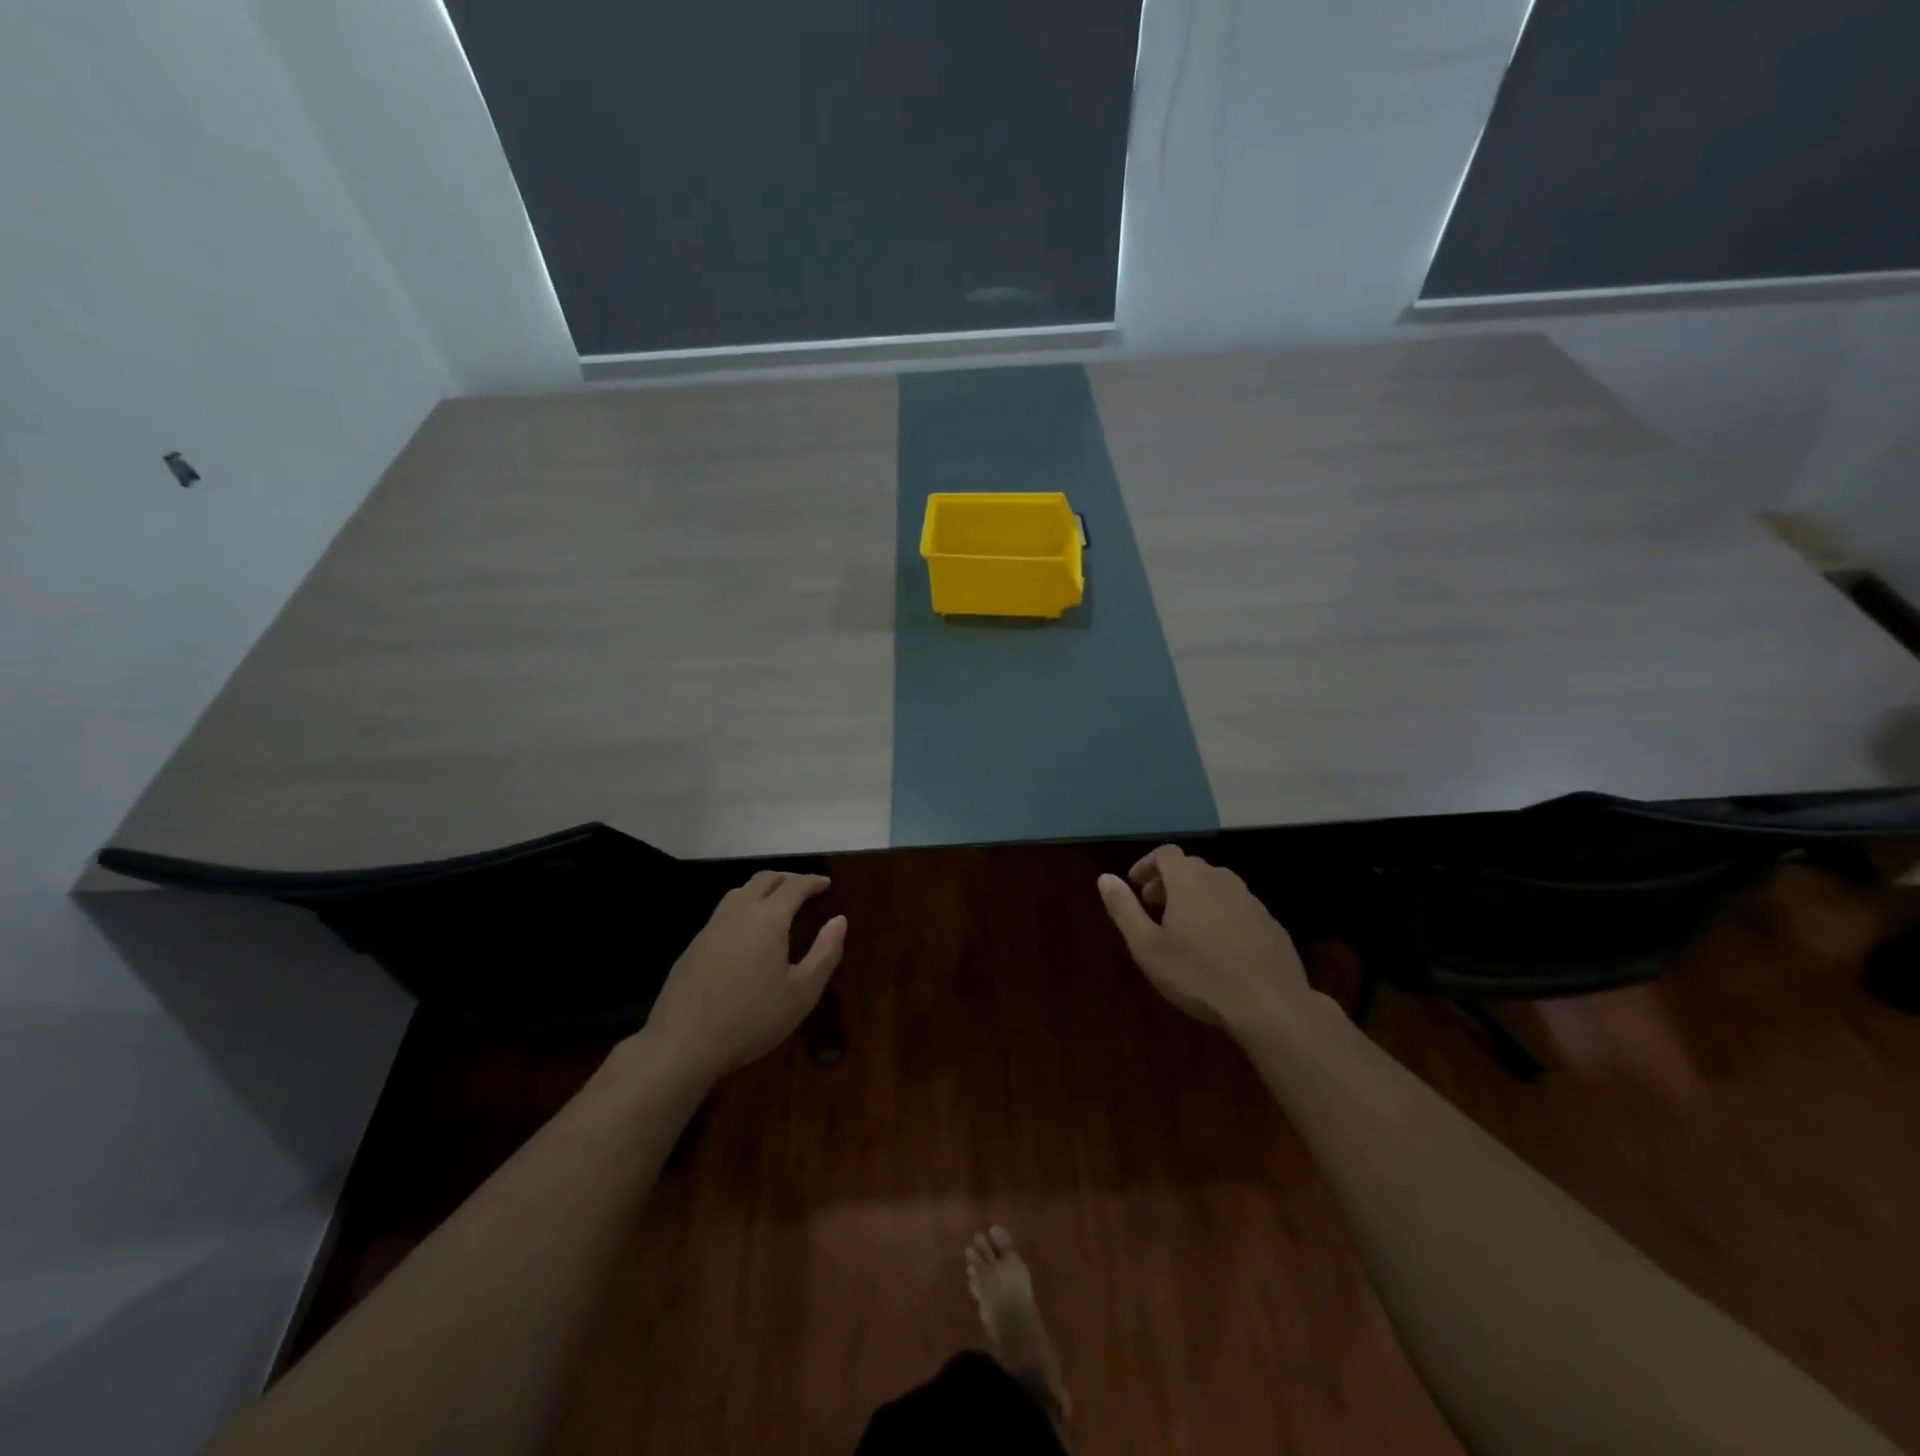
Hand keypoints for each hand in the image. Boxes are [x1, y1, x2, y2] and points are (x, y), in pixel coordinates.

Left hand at [641, 871, 846, 1082]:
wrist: (683, 1044)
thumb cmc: (752, 1018)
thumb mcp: (803, 992)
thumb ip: (826, 952)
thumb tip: (839, 920)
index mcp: (768, 919)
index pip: (794, 886)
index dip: (812, 881)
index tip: (826, 883)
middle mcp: (738, 913)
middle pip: (763, 880)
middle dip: (787, 878)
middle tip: (805, 888)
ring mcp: (711, 928)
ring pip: (739, 892)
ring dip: (762, 890)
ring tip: (777, 904)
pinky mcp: (693, 946)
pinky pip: (723, 913)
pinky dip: (743, 909)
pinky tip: (746, 933)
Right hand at [1097, 846, 1308, 1032]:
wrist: (1270, 1005)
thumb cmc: (1198, 975)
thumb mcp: (1147, 947)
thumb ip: (1124, 909)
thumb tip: (1105, 878)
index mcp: (1189, 881)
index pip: (1166, 854)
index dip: (1147, 865)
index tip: (1135, 886)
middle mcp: (1221, 880)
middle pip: (1191, 868)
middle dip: (1168, 881)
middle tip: (1153, 907)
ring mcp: (1250, 901)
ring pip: (1216, 886)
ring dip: (1195, 896)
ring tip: (1183, 927)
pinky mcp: (1270, 923)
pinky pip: (1237, 906)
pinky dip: (1220, 913)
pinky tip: (1217, 946)